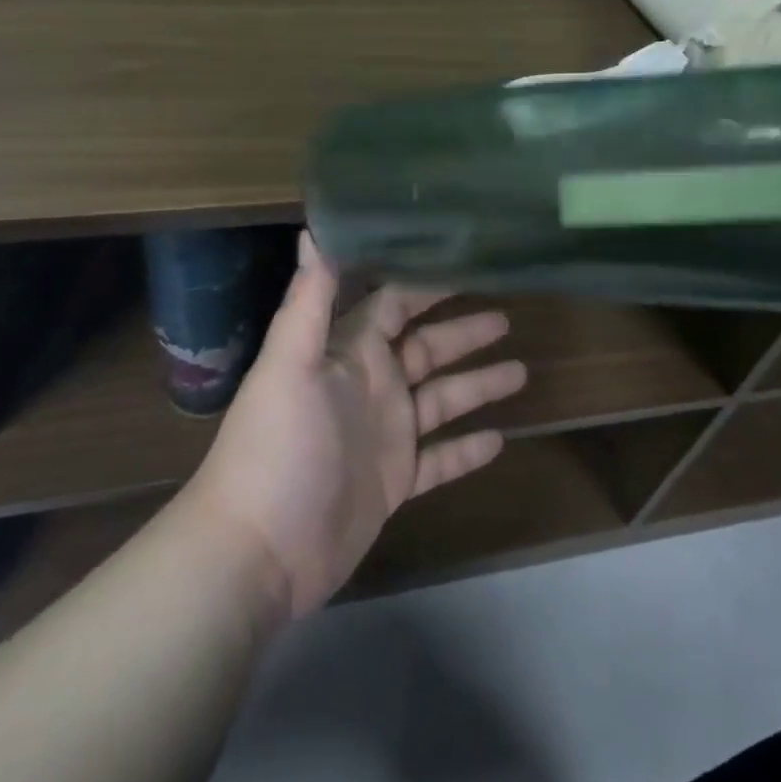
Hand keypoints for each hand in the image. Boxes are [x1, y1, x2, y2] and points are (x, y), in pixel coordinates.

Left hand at [186, 235, 527, 618]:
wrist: (258, 552)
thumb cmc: (276, 448)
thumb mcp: (289, 366)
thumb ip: (308, 300)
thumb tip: (313, 230)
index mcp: (348, 354)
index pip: (392, 305)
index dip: (426, 285)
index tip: (468, 266)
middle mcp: (370, 386)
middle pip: (425, 349)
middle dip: (463, 333)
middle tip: (508, 317)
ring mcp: (384, 436)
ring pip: (441, 401)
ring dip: (478, 386)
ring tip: (522, 371)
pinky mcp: (393, 483)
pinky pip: (440, 460)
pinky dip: (467, 450)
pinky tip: (501, 440)